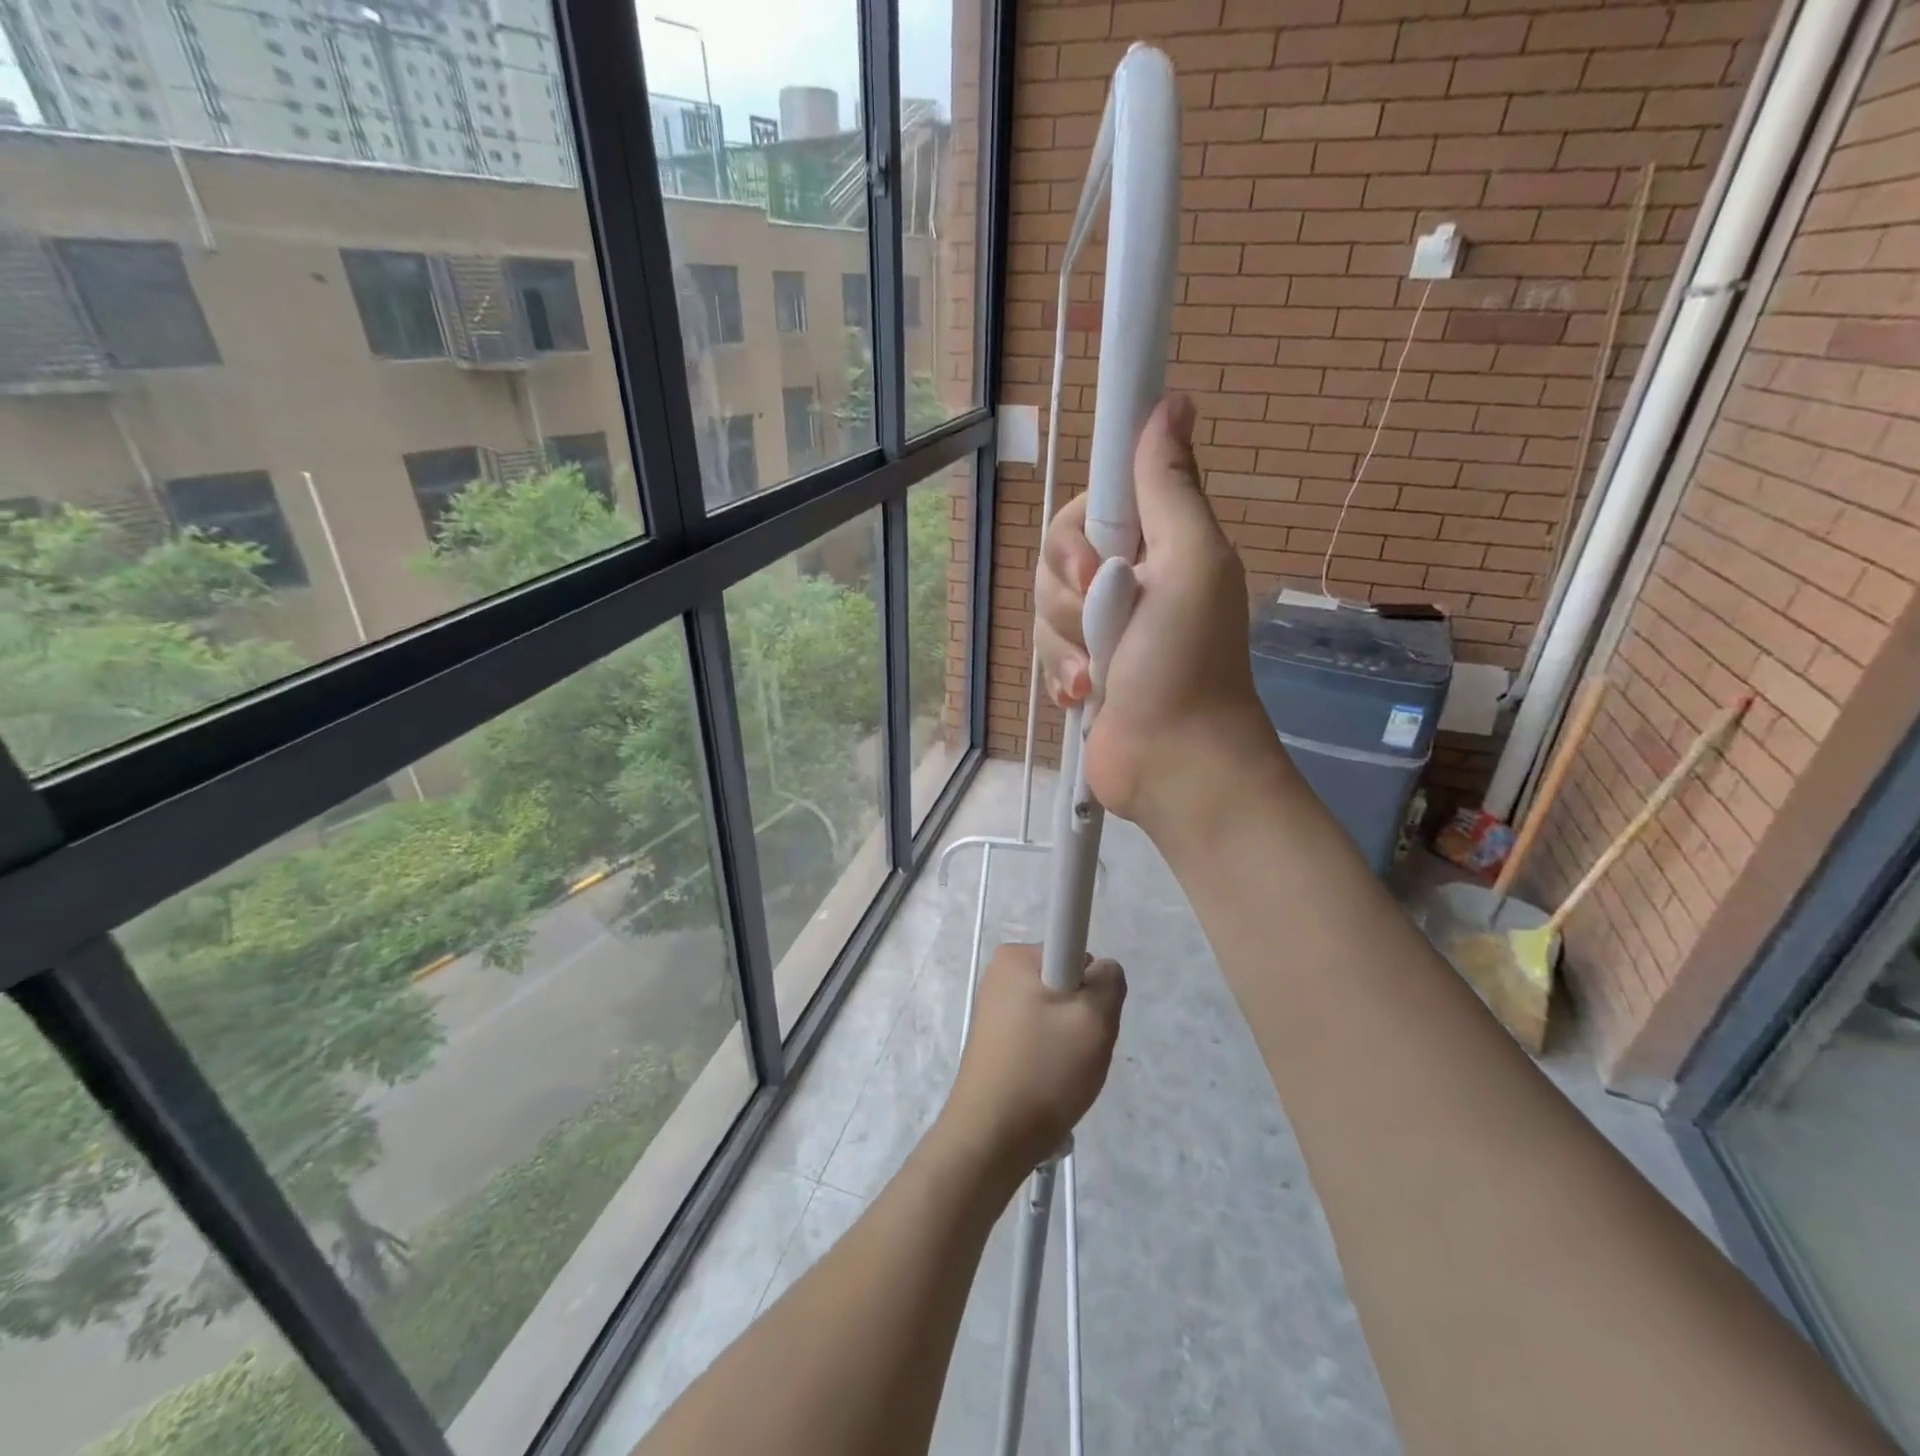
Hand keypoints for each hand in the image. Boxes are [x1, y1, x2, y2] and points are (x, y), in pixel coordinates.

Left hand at [941, 944, 1125, 1177]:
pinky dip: (1051, 1053)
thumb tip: (1101, 970)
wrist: (991, 1138)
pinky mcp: (994, 1038)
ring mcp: (994, 1006)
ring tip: (1065, 1071)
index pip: (1074, 947)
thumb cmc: (1044, 1070)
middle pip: (1066, 980)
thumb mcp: (1095, 1020)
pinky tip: (1049, 1081)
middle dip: (1083, 1012)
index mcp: (1016, 957)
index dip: (1092, 981)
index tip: (1089, 1015)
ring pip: (1055, 1010)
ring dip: (1070, 1037)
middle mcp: (1000, 973)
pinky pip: (1038, 1032)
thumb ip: (1110, 981)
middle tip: (1082, 1049)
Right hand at [1036, 395, 1287, 841]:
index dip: (1078, 533)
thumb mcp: (1190, 563)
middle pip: (1056, 558)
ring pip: (1045, 609)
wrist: (1175, 763)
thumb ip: (1170, 488)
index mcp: (1157, 545)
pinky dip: (1062, 675)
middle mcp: (1127, 579)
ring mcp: (1102, 628)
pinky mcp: (1082, 669)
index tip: (1093, 565)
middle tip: (1104, 625)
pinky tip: (1086, 697)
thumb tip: (1172, 400)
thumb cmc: (1187, 662)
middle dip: (1070, 598)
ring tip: (1100, 676)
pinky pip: (1046, 652)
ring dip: (1067, 645)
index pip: (1089, 506)